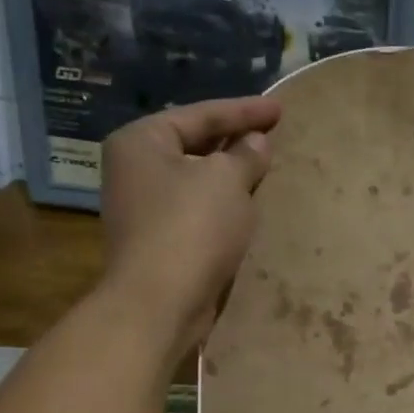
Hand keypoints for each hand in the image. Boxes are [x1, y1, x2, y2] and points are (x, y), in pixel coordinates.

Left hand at [97, 96, 279, 354]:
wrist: (160, 302)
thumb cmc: (191, 228)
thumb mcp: (226, 181)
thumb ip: (245, 156)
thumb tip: (256, 142)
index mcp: (141, 141)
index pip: (200, 115)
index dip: (244, 111)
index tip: (279, 109)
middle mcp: (133, 169)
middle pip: (193, 145)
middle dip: (233, 141)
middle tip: (271, 135)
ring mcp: (142, 208)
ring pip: (195, 180)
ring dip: (228, 176)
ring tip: (263, 168)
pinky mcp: (157, 242)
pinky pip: (195, 211)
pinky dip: (221, 205)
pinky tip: (245, 208)